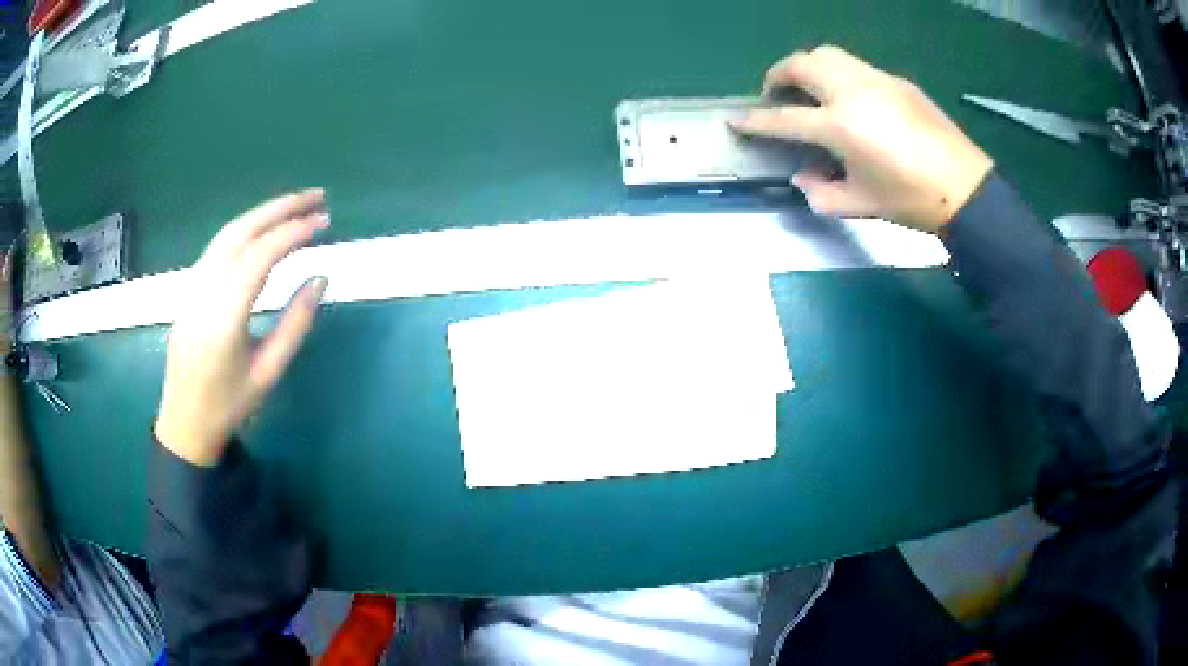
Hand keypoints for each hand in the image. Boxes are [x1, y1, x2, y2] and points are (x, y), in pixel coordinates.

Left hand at [154, 190, 329, 466]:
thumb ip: (296, 323)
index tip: (324, 222)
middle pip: (241, 232)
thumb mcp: (269, 372)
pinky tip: (264, 230)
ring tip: (295, 206)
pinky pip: (218, 246)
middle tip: (316, 197)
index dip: (293, 232)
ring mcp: (192, 287)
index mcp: (224, 318)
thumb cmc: (229, 405)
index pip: (260, 256)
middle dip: (280, 208)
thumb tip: (320, 277)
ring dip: (262, 213)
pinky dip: (245, 229)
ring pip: (226, 234)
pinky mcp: (189, 287)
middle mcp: (203, 292)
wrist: (184, 421)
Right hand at [731, 45, 993, 232]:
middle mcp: (852, 91)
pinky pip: (856, 66)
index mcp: (840, 126)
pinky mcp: (896, 81)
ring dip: (807, 67)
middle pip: (801, 64)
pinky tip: (849, 99)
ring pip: (827, 54)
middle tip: (774, 95)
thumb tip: (803, 177)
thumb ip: (821, 192)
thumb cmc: (911, 200)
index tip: (737, 121)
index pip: (785, 118)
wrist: (965, 188)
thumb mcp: (861, 205)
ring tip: (808, 89)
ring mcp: (876, 80)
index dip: (756, 121)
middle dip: (777, 75)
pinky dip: (838, 75)